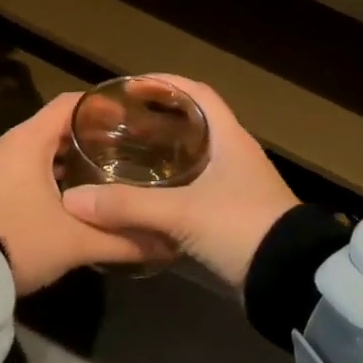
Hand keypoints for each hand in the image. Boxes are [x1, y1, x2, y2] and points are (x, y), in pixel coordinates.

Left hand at [0, 93, 174, 294]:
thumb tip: (168, 244)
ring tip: (108, 175)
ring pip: (40, 151)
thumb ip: (123, 241)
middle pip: (57, 127)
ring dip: (71, 161)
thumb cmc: (18, 241)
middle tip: (129, 150)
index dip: (102, 106)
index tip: (133, 117)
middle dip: (92, 138)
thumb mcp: (75, 243)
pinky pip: (26, 169)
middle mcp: (9, 144)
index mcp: (28, 140)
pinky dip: (51, 176)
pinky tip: (74, 199)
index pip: (70, 103)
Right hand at [61, 78, 296, 289]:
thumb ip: (127, 206)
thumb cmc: (241, 227)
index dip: (166, 84)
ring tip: (126, 155)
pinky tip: (147, 196)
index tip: (131, 87)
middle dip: (157, 119)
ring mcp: (237, 185)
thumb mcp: (181, 213)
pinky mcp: (234, 213)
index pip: (198, 94)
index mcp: (230, 138)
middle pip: (194, 123)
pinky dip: (171, 184)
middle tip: (119, 124)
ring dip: (164, 153)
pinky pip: (196, 186)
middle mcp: (235, 155)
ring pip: (194, 157)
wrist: (290, 279)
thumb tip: (72, 199)